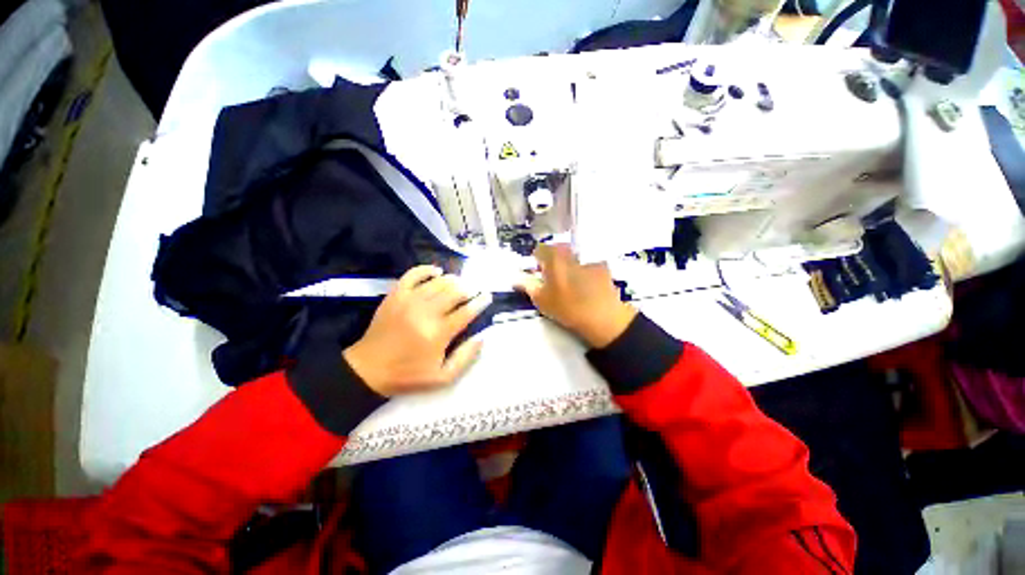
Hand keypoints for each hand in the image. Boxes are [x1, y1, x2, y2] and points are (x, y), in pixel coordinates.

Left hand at [343, 266, 491, 395]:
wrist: (368, 369)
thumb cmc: (408, 374)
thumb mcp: (442, 377)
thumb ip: (465, 357)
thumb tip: (482, 337)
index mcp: (439, 333)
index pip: (466, 311)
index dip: (480, 302)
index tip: (487, 296)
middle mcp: (426, 312)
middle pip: (455, 292)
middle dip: (468, 289)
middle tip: (473, 291)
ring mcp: (409, 301)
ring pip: (438, 282)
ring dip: (453, 280)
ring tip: (459, 283)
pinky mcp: (395, 295)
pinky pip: (413, 274)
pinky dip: (426, 269)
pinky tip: (436, 271)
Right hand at [515, 244, 636, 347]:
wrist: (603, 317)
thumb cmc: (567, 308)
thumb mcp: (542, 300)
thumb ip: (527, 285)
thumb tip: (516, 278)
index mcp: (554, 259)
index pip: (540, 249)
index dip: (537, 259)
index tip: (538, 271)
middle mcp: (571, 253)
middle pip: (558, 251)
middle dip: (553, 261)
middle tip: (553, 278)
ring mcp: (588, 259)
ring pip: (573, 257)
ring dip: (569, 265)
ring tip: (572, 284)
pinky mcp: (603, 267)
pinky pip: (588, 264)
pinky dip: (585, 271)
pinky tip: (588, 286)